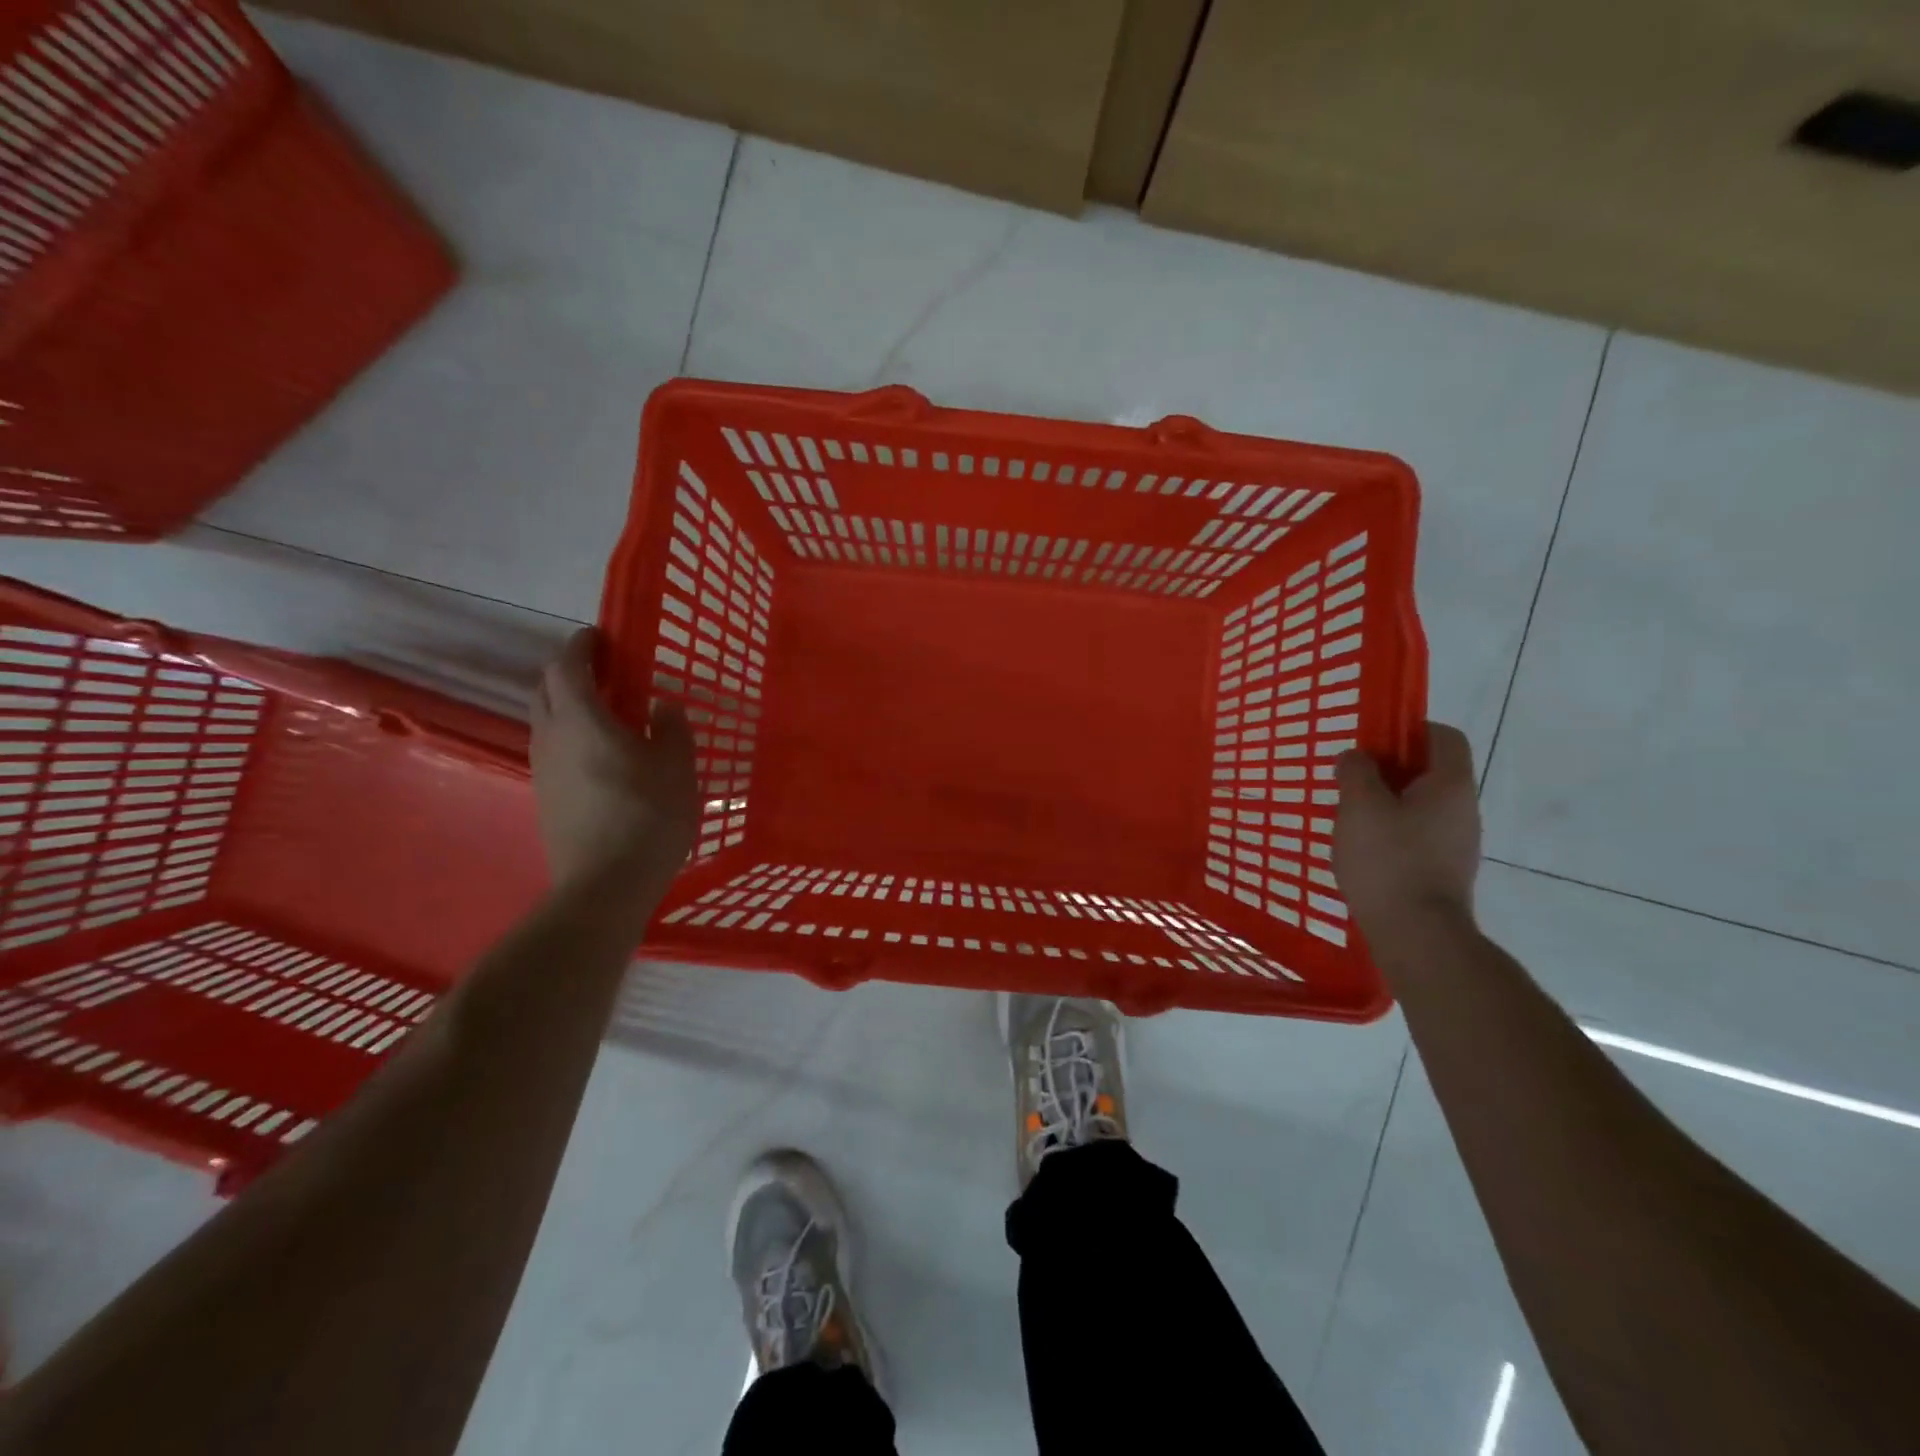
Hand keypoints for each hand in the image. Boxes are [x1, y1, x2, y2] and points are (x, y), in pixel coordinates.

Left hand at [530, 629, 697, 886]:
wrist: (604, 887)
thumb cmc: (647, 817)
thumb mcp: (678, 768)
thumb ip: (672, 728)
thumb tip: (661, 705)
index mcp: (582, 720)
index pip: (567, 665)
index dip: (582, 645)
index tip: (602, 637)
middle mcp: (551, 737)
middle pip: (545, 688)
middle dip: (570, 672)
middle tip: (608, 673)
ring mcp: (543, 769)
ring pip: (546, 720)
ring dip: (569, 705)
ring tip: (609, 713)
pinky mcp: (546, 797)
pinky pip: (553, 749)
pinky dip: (571, 735)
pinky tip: (603, 756)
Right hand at [1334, 722, 1481, 928]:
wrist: (1417, 935)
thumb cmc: (1389, 860)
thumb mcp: (1359, 806)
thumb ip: (1356, 772)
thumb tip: (1356, 757)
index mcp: (1450, 784)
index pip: (1442, 736)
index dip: (1408, 727)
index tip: (1371, 740)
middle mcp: (1463, 809)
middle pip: (1429, 770)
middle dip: (1388, 769)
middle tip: (1350, 779)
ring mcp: (1458, 843)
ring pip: (1420, 805)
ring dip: (1386, 802)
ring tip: (1349, 816)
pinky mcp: (1444, 870)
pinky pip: (1417, 835)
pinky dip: (1391, 832)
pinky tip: (1362, 849)